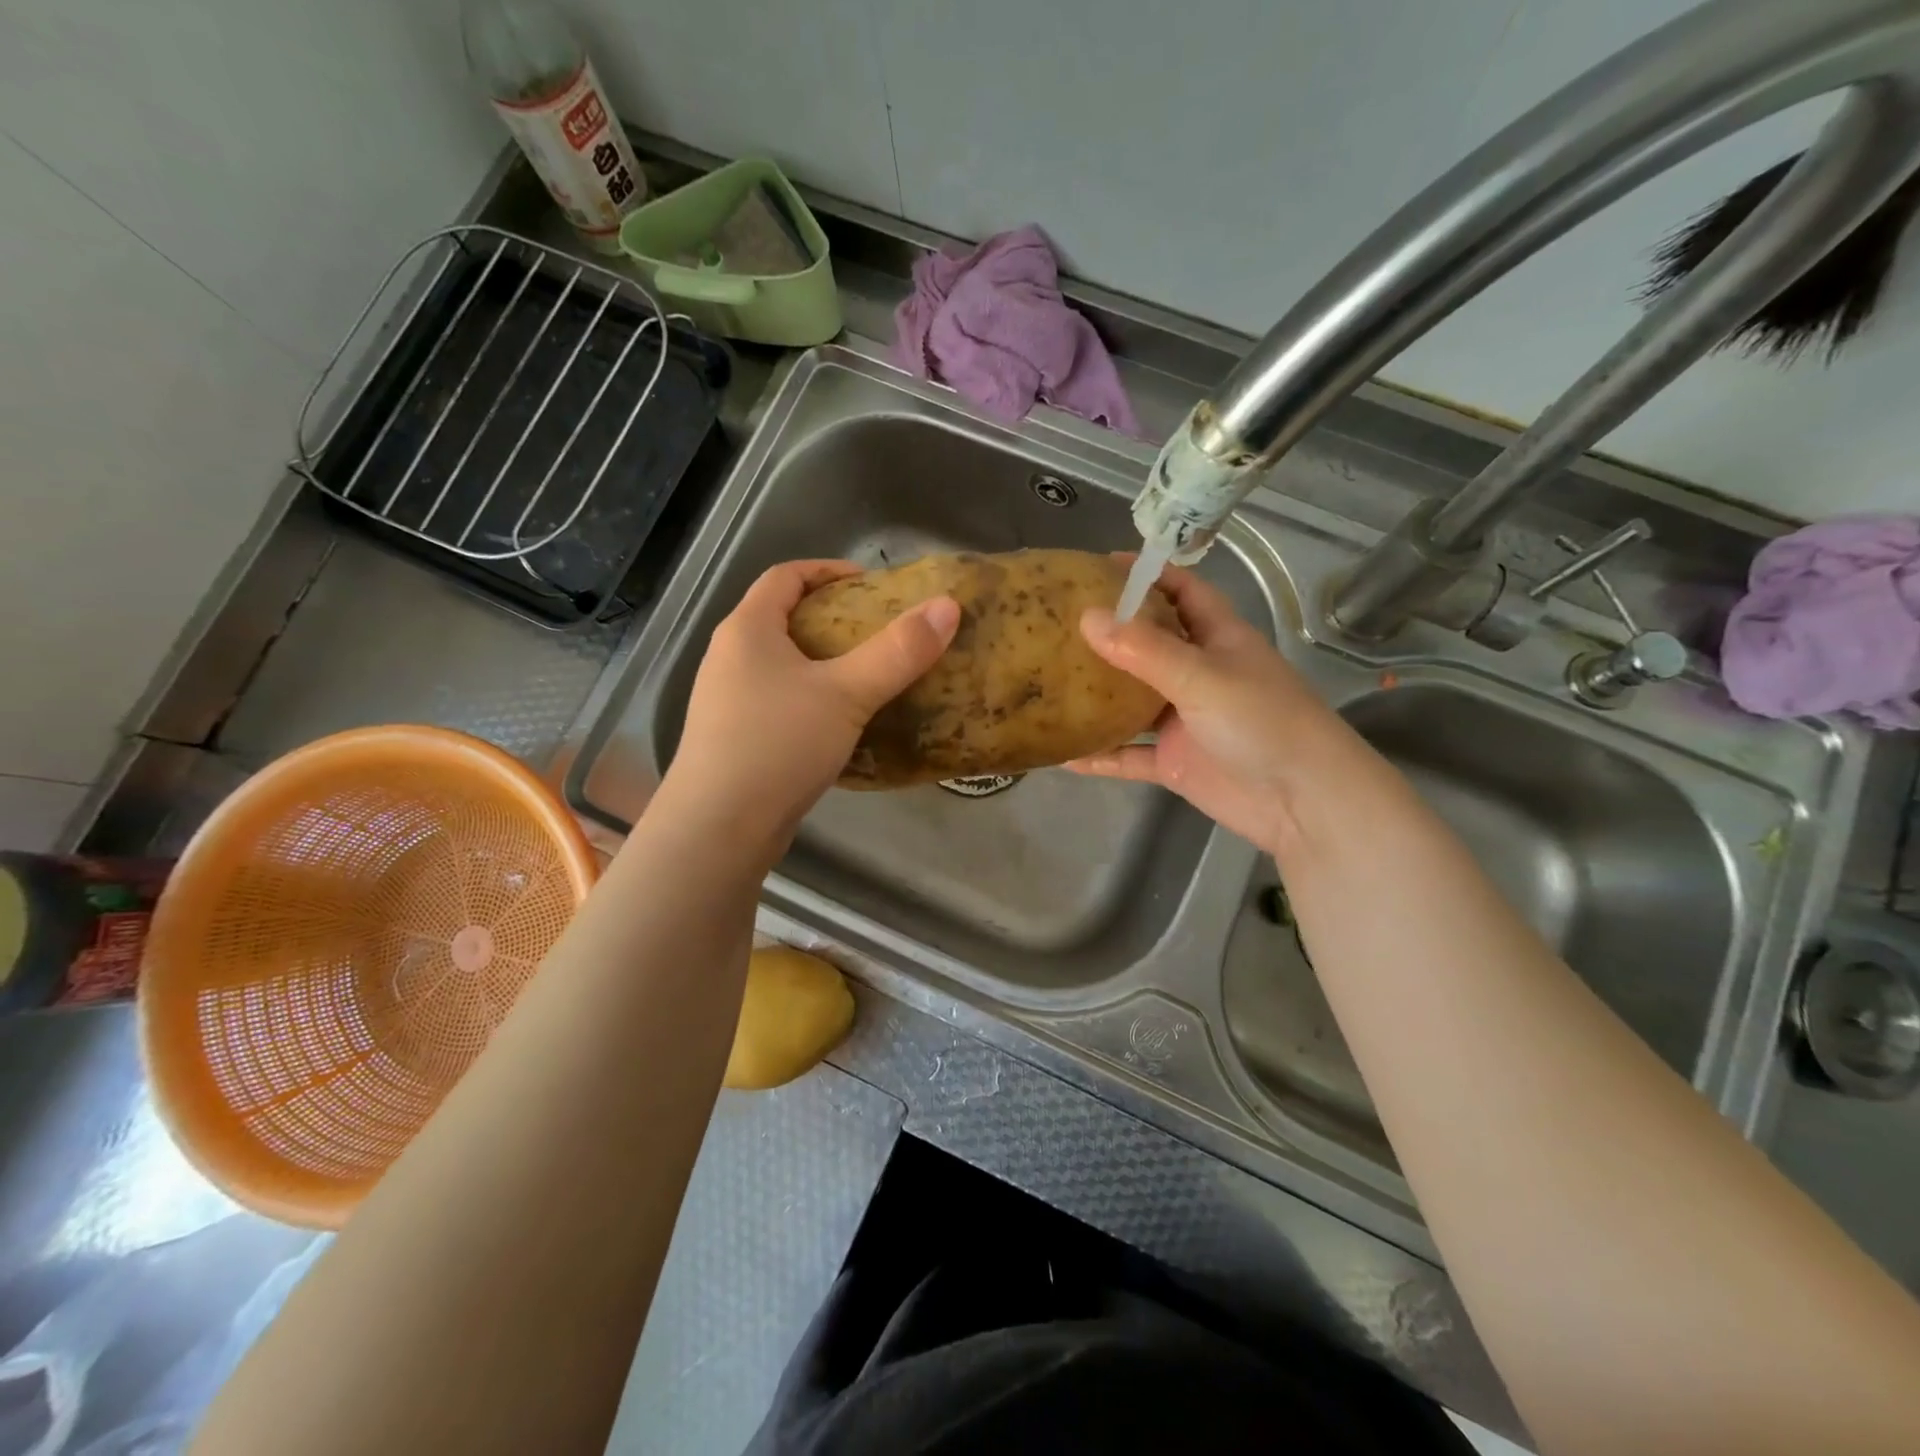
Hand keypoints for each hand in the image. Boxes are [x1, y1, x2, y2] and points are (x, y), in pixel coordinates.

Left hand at [661, 559, 959, 849]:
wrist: (719, 828)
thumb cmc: (777, 744)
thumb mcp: (846, 693)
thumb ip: (898, 651)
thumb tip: (947, 607)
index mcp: (747, 630)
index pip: (785, 576)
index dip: (829, 570)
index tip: (872, 584)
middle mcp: (730, 657)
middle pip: (784, 619)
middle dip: (834, 619)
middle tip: (881, 632)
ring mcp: (728, 701)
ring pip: (783, 665)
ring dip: (825, 663)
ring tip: (870, 676)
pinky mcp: (736, 739)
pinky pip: (781, 702)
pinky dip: (814, 700)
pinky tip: (844, 724)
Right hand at [1070, 564, 1336, 854]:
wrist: (1301, 802)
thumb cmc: (1262, 722)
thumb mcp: (1203, 677)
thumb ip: (1145, 651)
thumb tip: (1087, 618)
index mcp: (1218, 639)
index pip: (1183, 591)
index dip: (1149, 574)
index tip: (1100, 566)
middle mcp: (1199, 674)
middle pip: (1150, 644)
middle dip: (1111, 632)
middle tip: (1059, 622)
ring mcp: (1185, 720)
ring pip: (1133, 701)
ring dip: (1099, 695)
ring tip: (1051, 681)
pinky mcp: (1175, 761)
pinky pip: (1129, 755)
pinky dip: (1101, 754)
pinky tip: (1063, 754)